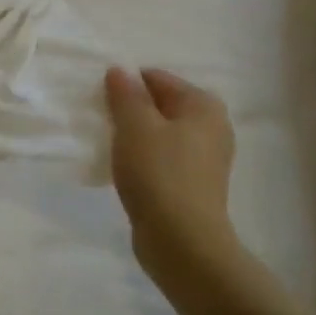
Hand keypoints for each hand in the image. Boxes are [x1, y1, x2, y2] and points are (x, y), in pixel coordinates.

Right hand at [105, 67, 239, 279]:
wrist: (182, 243)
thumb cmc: (159, 173)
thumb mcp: (135, 125)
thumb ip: (125, 94)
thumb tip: (119, 71)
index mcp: (203, 105)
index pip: (156, 78)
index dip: (127, 86)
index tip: (103, 102)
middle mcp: (212, 127)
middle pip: (161, 105)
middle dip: (132, 110)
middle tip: (105, 123)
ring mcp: (206, 159)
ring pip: (161, 133)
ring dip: (136, 136)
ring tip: (111, 147)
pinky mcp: (194, 185)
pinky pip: (163, 158)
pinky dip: (144, 159)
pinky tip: (125, 170)